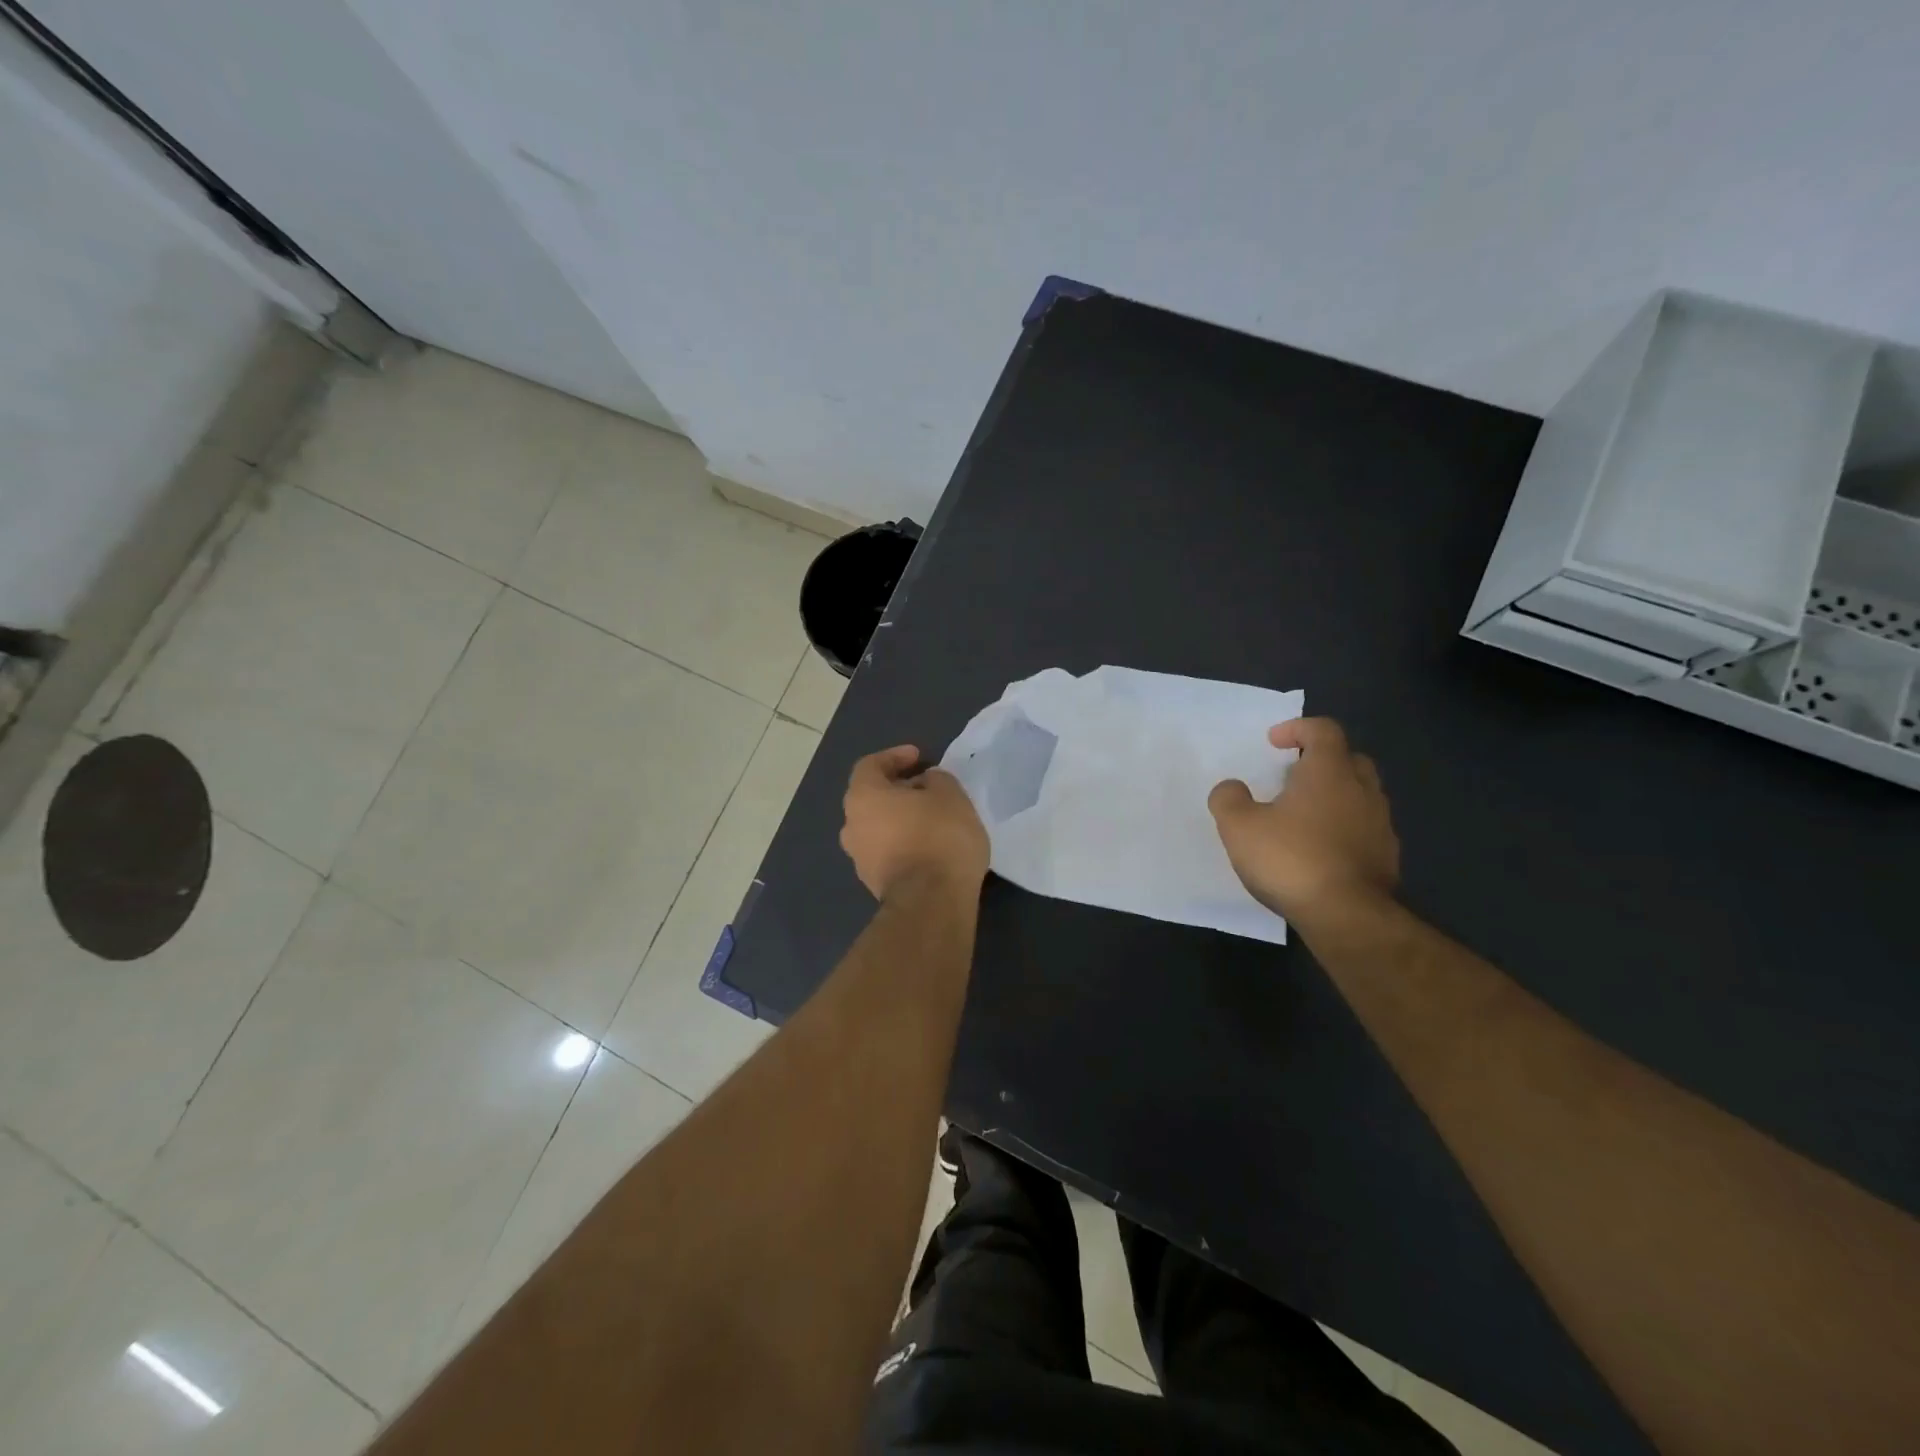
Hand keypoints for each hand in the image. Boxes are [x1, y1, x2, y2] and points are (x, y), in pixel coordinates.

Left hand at [840, 745, 989, 900]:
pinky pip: (887, 851)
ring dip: (900, 818)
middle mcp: (852, 826)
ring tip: (930, 817)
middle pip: (871, 798)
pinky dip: (903, 842)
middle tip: (926, 787)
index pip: (870, 765)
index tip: (919, 757)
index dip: (894, 757)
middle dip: (898, 789)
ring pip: (878, 827)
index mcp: (863, 797)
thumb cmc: (939, 837)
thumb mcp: (950, 795)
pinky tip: (929, 845)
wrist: (931, 903)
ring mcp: (859, 859)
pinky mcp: (874, 884)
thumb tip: (925, 783)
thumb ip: (936, 780)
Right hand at [1208, 718, 1399, 923]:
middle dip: (1321, 761)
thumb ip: (1229, 798)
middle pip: (1349, 759)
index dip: (1298, 728)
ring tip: (1302, 817)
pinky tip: (1320, 851)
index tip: (1274, 742)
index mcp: (1330, 772)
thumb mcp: (1239, 826)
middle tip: (1292, 776)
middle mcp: (1362, 790)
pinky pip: (1364, 829)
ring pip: (1360, 795)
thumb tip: (1232, 788)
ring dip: (1334, 797)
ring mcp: (1380, 825)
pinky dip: (1344, 829)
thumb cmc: (1290, 858)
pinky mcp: (1387, 858)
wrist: (1347, 916)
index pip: (1323, 730)